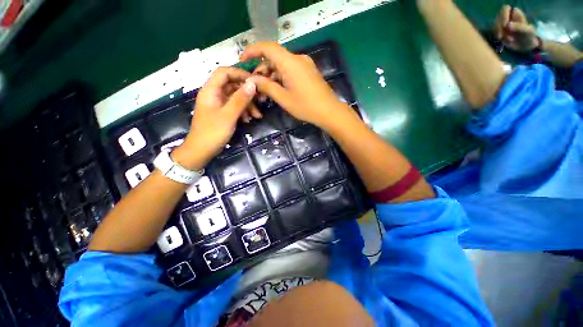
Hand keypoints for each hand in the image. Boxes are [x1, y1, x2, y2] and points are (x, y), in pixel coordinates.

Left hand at [172, 67, 256, 169]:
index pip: (224, 72)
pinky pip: (234, 107)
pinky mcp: (222, 113)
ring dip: (247, 104)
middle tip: (260, 100)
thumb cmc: (213, 132)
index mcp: (210, 90)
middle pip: (232, 85)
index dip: (240, 74)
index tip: (255, 82)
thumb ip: (240, 99)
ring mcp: (218, 104)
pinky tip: (249, 119)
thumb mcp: (229, 115)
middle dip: (247, 93)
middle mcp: (214, 94)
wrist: (201, 150)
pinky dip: (243, 111)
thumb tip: (252, 84)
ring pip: (235, 97)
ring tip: (257, 115)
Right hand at [240, 42, 354, 130]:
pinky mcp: (308, 72)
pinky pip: (290, 70)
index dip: (252, 51)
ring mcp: (304, 65)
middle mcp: (297, 59)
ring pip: (282, 65)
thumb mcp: (284, 98)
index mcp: (290, 62)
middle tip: (254, 86)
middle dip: (261, 70)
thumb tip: (252, 80)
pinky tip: (277, 90)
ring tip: (264, 93)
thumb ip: (267, 86)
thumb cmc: (306, 106)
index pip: (267, 47)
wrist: (329, 112)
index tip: (243, 61)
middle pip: (274, 58)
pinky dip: (281, 78)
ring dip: (271, 76)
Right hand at [495, 5, 539, 51]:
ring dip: (499, 34)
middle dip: (499, 28)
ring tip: (508, 40)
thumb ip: (519, 27)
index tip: (505, 25)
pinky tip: (504, 41)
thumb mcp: (527, 31)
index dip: (503, 16)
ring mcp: (502, 24)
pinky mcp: (499, 31)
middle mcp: (507, 16)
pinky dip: (498, 38)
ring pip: (494, 26)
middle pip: (497, 18)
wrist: (526, 44)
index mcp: (515, 12)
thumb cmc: (529, 36)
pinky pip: (494, 33)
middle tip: (502, 36)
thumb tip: (507, 25)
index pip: (505, 9)